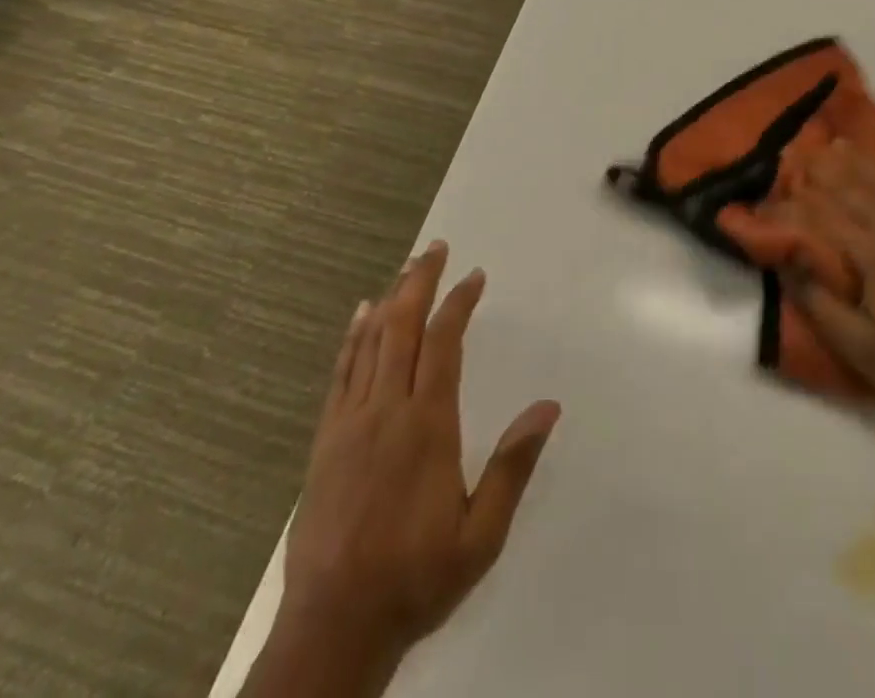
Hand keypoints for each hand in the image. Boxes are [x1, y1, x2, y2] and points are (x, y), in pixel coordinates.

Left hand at [277, 242, 560, 683]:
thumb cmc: (415, 578)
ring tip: (406, 267)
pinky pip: (341, 372)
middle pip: (403, 327)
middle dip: (420, 282)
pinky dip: (353, 336)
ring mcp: (350, 422)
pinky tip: (361, 315)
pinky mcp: (326, 439)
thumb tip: (548, 407)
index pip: (443, 344)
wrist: (333, 626)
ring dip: (390, 298)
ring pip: (371, 342)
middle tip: (436, 248)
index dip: (458, 303)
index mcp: (427, 426)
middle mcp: (387, 410)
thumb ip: (513, 466)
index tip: (474, 277)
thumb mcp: (480, 535)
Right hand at [774, 145, 874, 435]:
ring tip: (845, 145)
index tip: (779, 186)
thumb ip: (819, 303)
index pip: (827, 218)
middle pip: (857, 194)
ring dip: (869, 166)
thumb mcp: (859, 346)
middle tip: (804, 153)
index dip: (800, 202)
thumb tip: (787, 261)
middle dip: (827, 172)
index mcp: (873, 255)